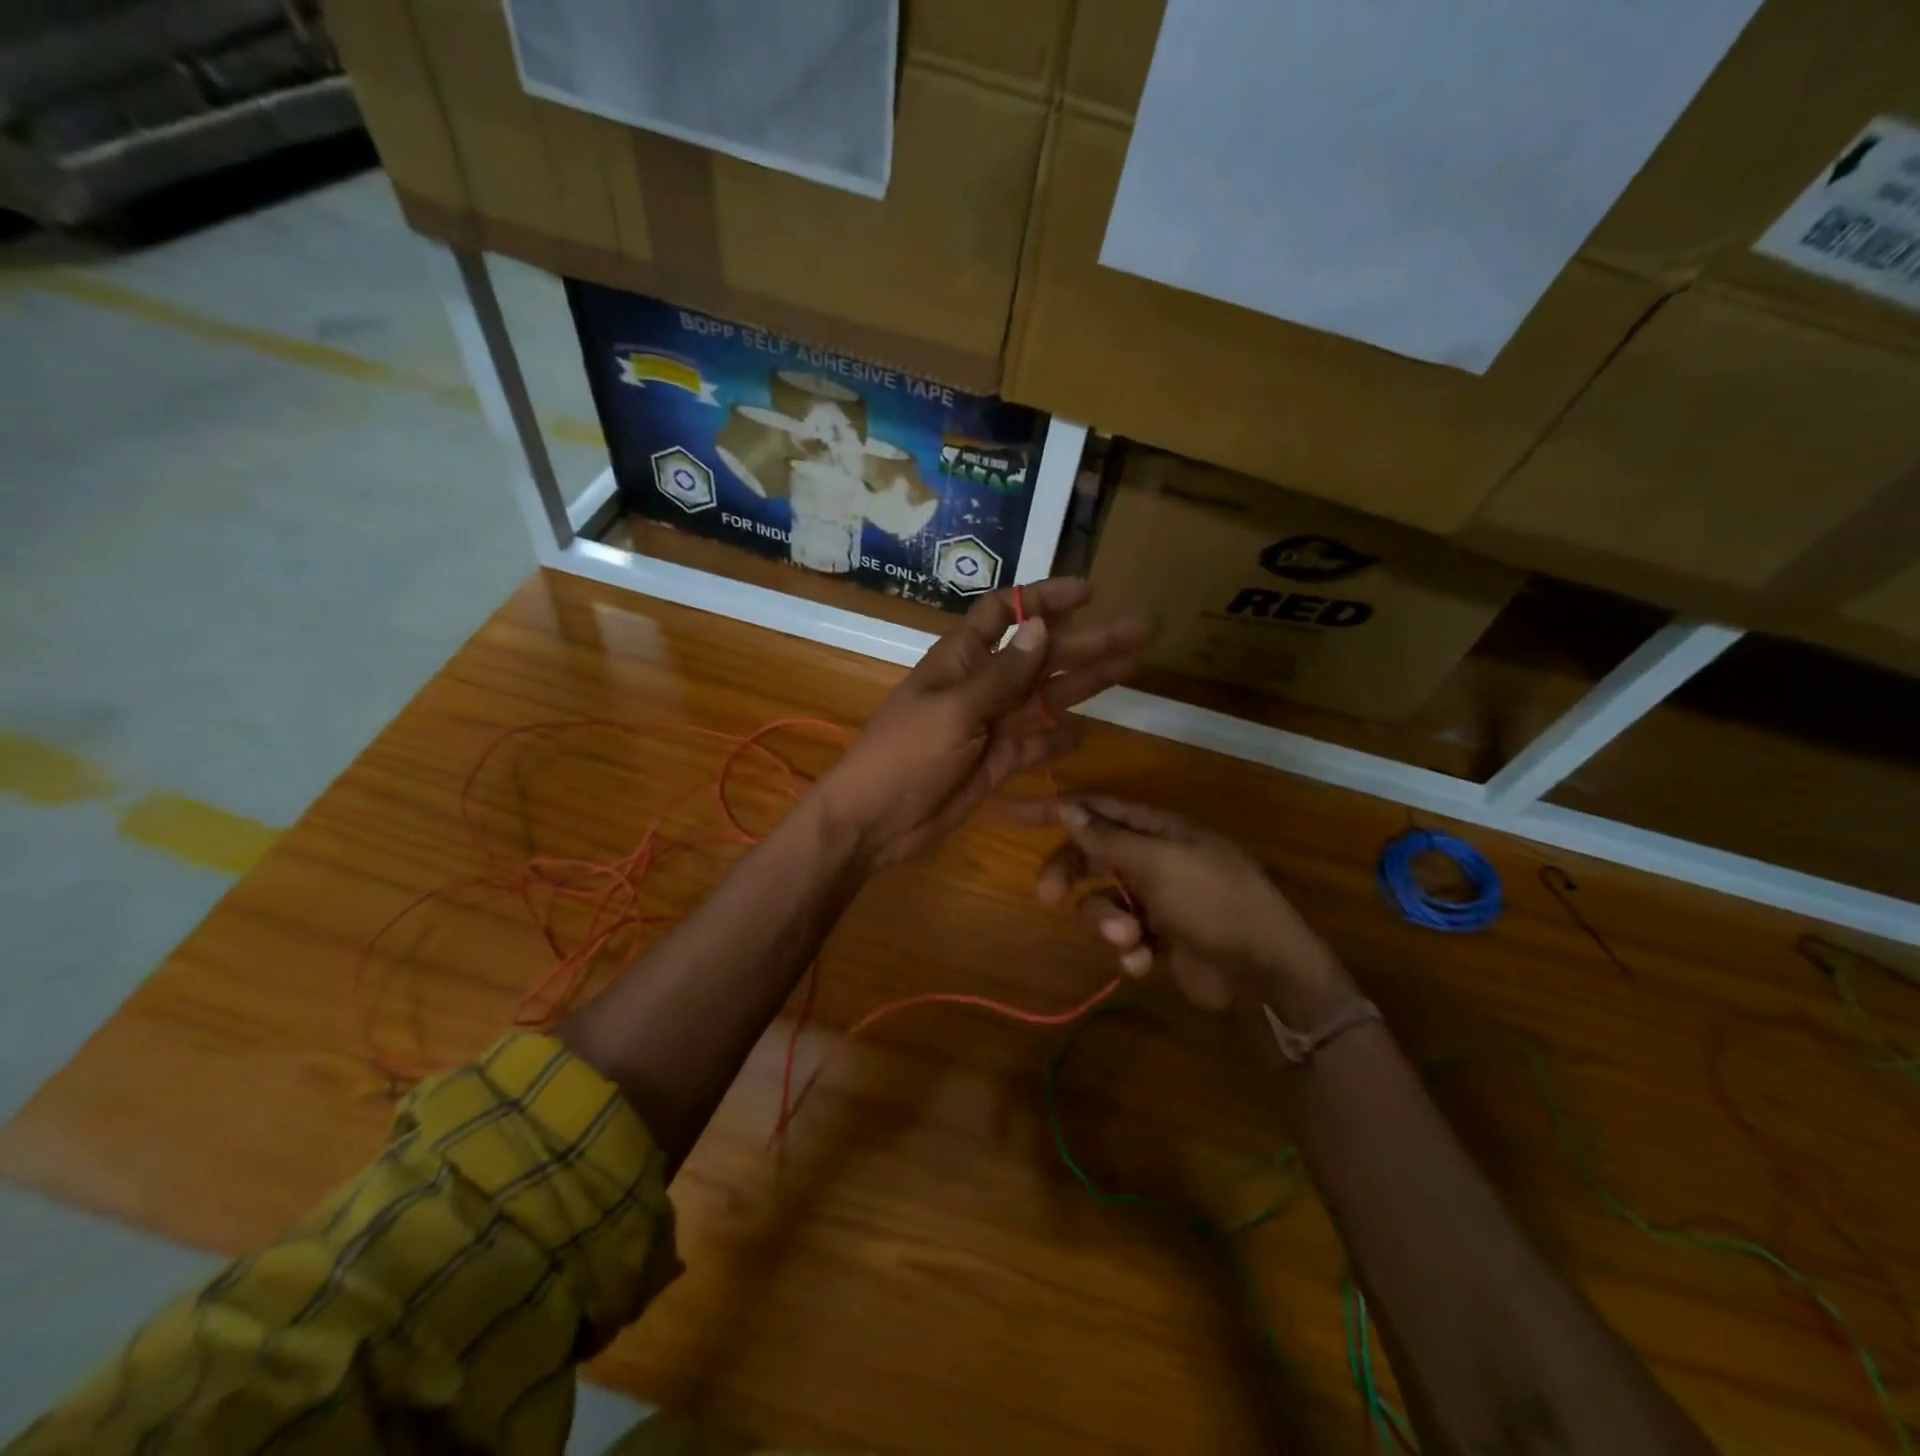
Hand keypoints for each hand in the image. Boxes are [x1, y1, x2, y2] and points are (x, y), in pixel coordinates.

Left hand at [817, 580, 1147, 867]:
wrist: (876, 822)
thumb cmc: (905, 755)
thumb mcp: (955, 710)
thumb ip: (1002, 674)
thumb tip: (1042, 625)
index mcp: (962, 660)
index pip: (1005, 614)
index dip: (1042, 599)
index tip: (1088, 592)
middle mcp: (983, 686)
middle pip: (1042, 655)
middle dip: (1088, 641)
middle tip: (1140, 630)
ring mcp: (993, 726)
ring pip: (1048, 697)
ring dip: (1087, 682)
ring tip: (1132, 666)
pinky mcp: (999, 763)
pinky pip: (1037, 744)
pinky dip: (1059, 739)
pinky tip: (1087, 731)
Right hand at [1018, 796, 1355, 1021]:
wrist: (1264, 973)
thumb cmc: (1214, 902)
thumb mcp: (1158, 864)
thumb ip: (1108, 839)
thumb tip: (1067, 806)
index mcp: (1159, 829)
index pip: (1097, 808)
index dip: (1055, 808)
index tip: (1013, 813)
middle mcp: (1155, 857)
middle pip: (1092, 854)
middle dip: (1071, 874)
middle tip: (1048, 895)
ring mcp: (1158, 898)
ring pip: (1103, 900)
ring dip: (1106, 921)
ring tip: (1128, 940)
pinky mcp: (1159, 937)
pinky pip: (1122, 935)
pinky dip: (1127, 949)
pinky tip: (1143, 962)